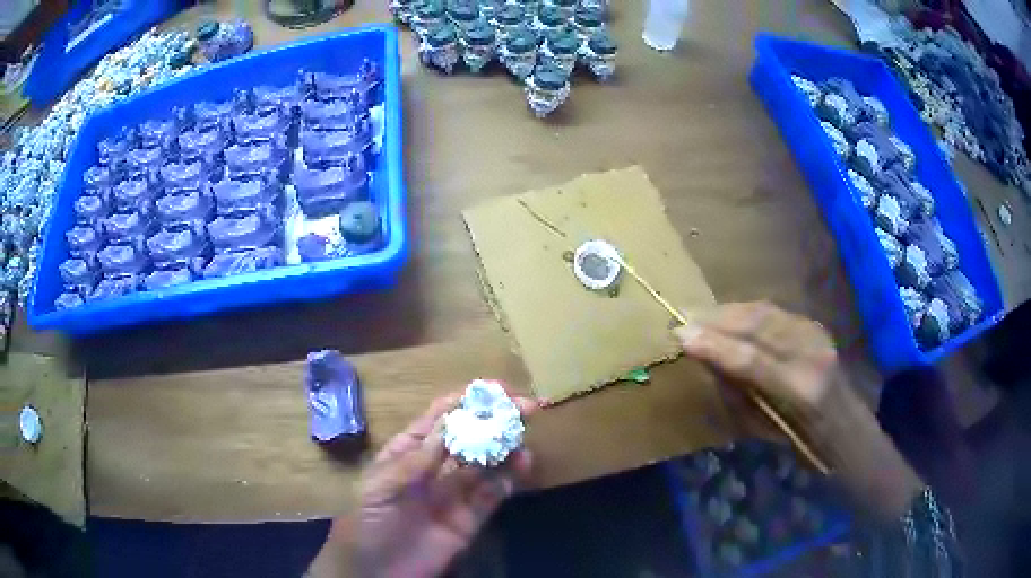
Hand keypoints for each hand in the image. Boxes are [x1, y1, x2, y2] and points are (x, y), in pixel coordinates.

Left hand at [311, 389, 536, 577]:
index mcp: (407, 453)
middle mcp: (434, 469)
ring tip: (524, 438)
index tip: (495, 389)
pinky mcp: (469, 519)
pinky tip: (522, 466)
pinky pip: (493, 494)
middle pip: (469, 438)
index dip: (465, 401)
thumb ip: (418, 460)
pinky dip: (510, 479)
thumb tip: (451, 423)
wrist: (375, 574)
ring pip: (485, 463)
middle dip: (494, 420)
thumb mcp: (383, 487)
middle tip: (525, 407)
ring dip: (506, 448)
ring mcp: (453, 494)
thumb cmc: (367, 525)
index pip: (439, 419)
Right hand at [673, 301, 844, 422]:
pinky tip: (731, 315)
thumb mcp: (769, 430)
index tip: (681, 335)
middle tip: (685, 318)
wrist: (849, 428)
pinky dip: (749, 311)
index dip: (715, 345)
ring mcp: (817, 335)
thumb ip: (741, 395)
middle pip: (759, 324)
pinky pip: (776, 312)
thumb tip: (711, 363)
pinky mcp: (816, 326)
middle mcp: (813, 354)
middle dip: (719, 319)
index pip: (752, 359)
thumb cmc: (805, 443)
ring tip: (702, 314)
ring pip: (767, 312)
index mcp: (802, 391)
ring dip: (731, 310)